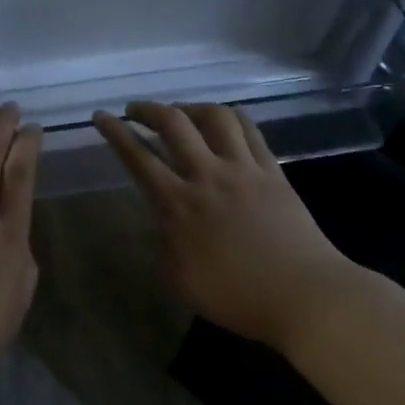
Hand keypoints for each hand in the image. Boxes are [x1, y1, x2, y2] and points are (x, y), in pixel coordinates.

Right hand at [92, 102, 355, 353]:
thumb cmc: (237, 297)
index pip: (138, 158)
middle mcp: (208, 176)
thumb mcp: (181, 280)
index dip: (116, 133)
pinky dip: (229, 117)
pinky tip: (223, 121)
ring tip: (181, 113)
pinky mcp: (273, 170)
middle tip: (136, 111)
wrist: (303, 295)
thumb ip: (166, 244)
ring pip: (215, 116)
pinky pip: (249, 130)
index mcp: (179, 205)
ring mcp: (244, 169)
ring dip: (190, 107)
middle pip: (174, 124)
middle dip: (148, 109)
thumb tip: (164, 221)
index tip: (101, 117)